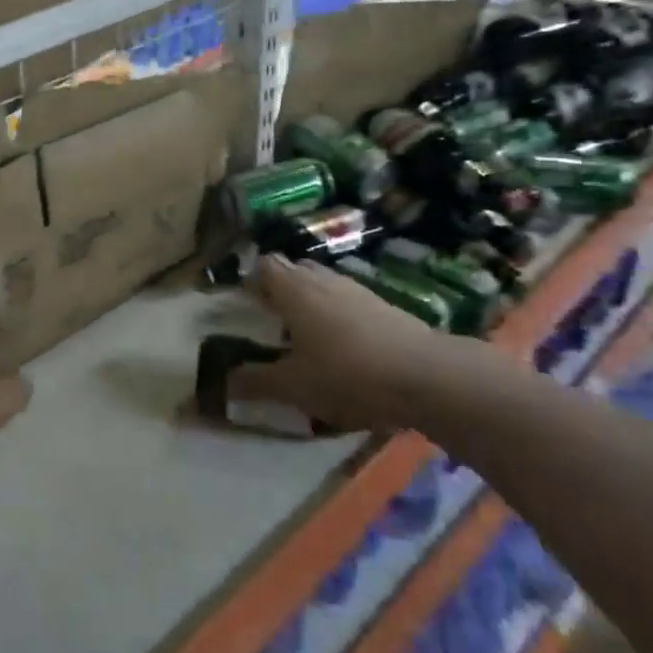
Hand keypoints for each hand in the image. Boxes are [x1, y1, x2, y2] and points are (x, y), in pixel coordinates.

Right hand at [231, 256, 475, 431]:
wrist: (426, 376)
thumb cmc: (348, 374)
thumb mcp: (295, 387)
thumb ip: (257, 382)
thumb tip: (225, 383)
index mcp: (293, 290)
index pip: (264, 265)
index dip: (252, 280)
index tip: (246, 303)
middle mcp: (322, 279)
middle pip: (293, 270)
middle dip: (280, 288)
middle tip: (273, 319)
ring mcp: (356, 289)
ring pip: (323, 284)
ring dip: (311, 301)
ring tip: (307, 335)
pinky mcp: (384, 305)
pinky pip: (348, 300)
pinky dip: (338, 315)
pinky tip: (344, 347)